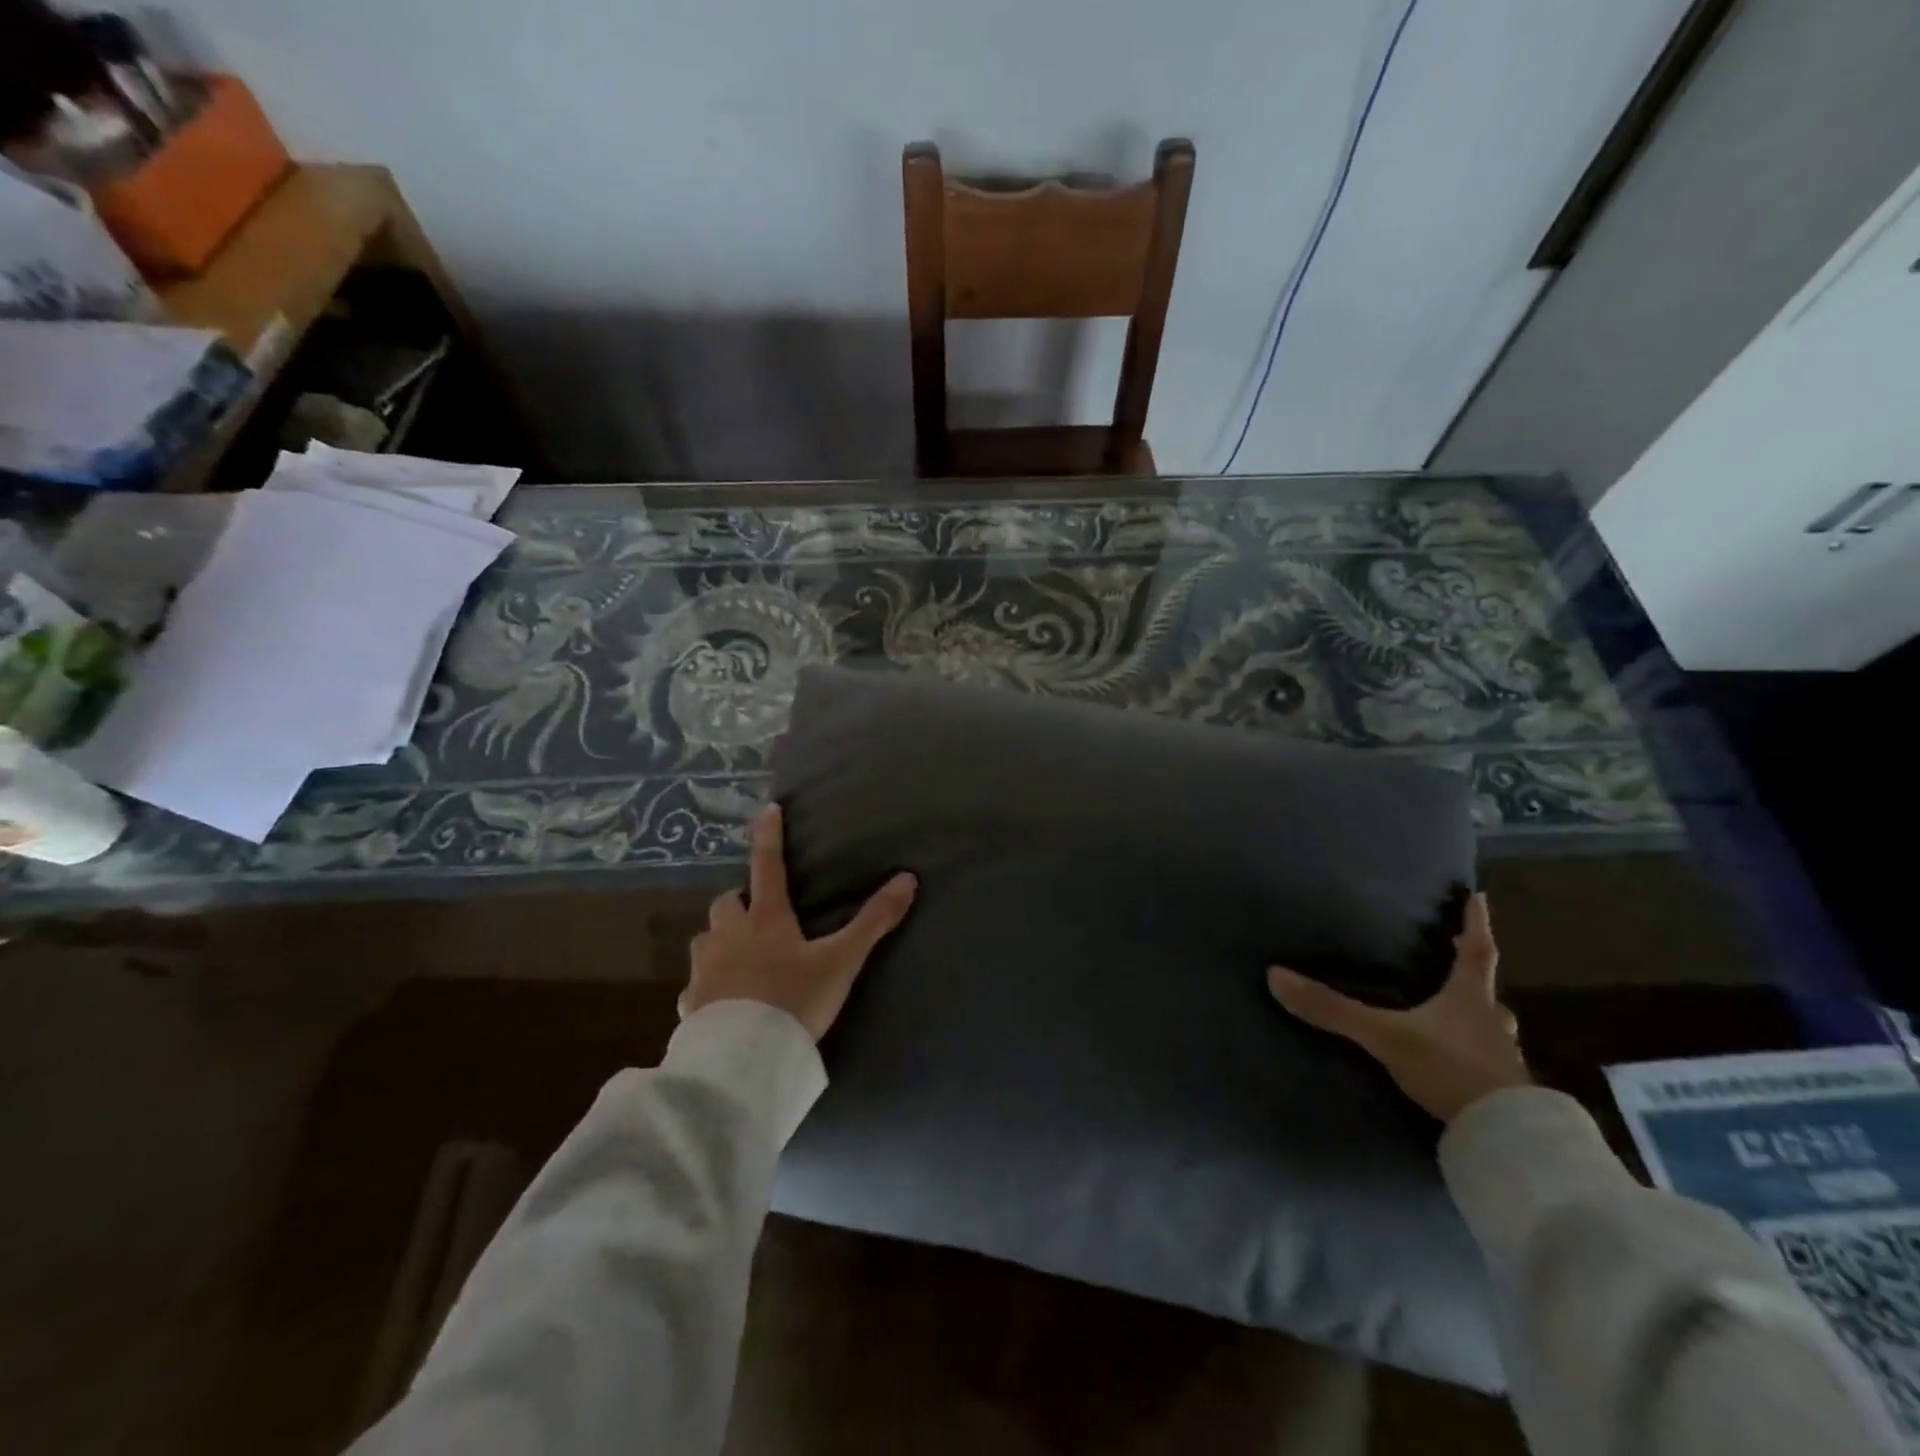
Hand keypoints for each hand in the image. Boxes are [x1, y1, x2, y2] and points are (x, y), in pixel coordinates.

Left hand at [679, 803, 917, 1041]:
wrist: (745, 1058)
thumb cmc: (794, 1000)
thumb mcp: (841, 961)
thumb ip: (873, 922)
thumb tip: (908, 878)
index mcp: (765, 919)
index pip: (767, 865)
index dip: (769, 836)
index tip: (768, 809)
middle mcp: (729, 935)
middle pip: (726, 902)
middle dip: (739, 901)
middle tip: (757, 913)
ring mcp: (705, 969)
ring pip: (706, 939)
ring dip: (720, 938)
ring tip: (738, 954)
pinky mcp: (691, 1003)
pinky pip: (695, 985)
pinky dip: (707, 983)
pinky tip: (720, 1000)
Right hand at [1267, 893, 1529, 1123]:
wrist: (1504, 1139)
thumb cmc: (1449, 1069)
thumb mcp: (1384, 1035)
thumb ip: (1333, 1009)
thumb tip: (1276, 976)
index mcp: (1468, 1000)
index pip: (1476, 953)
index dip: (1475, 924)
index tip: (1478, 896)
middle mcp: (1490, 1024)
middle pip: (1486, 992)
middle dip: (1474, 977)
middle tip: (1462, 960)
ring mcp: (1501, 1061)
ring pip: (1491, 1030)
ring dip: (1478, 1019)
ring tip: (1459, 1018)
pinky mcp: (1502, 1094)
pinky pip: (1488, 1064)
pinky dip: (1474, 1056)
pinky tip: (1459, 1066)